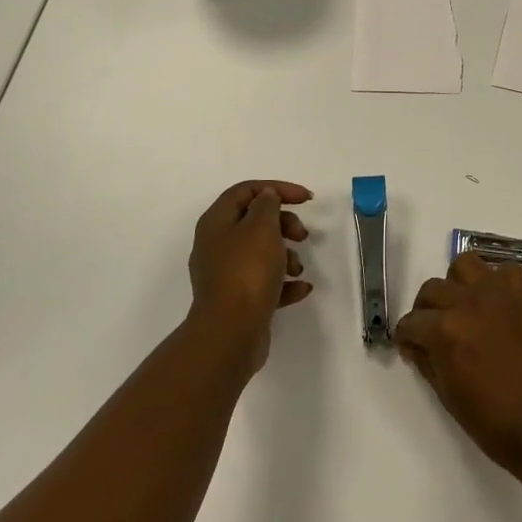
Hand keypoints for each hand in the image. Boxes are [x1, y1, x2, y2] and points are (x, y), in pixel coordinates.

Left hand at [187, 181, 313, 373]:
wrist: (230, 333)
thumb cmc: (247, 272)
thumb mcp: (261, 227)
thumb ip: (267, 205)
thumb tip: (266, 197)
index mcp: (216, 222)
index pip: (246, 191)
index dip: (277, 188)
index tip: (306, 199)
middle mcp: (216, 246)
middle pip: (254, 222)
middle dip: (284, 224)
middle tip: (302, 235)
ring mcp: (225, 276)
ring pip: (260, 254)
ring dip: (286, 256)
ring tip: (297, 269)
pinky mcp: (237, 301)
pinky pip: (264, 284)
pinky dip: (284, 284)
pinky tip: (302, 289)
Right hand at [394, 253, 521, 483]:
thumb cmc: (496, 424)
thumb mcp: (448, 397)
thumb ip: (427, 362)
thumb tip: (414, 345)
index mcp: (445, 331)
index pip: (412, 322)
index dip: (407, 336)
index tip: (412, 346)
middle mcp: (469, 302)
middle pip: (433, 288)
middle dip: (427, 310)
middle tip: (435, 330)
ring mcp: (502, 293)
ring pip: (466, 265)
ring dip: (459, 284)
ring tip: (466, 307)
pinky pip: (505, 271)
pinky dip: (497, 283)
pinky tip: (500, 306)